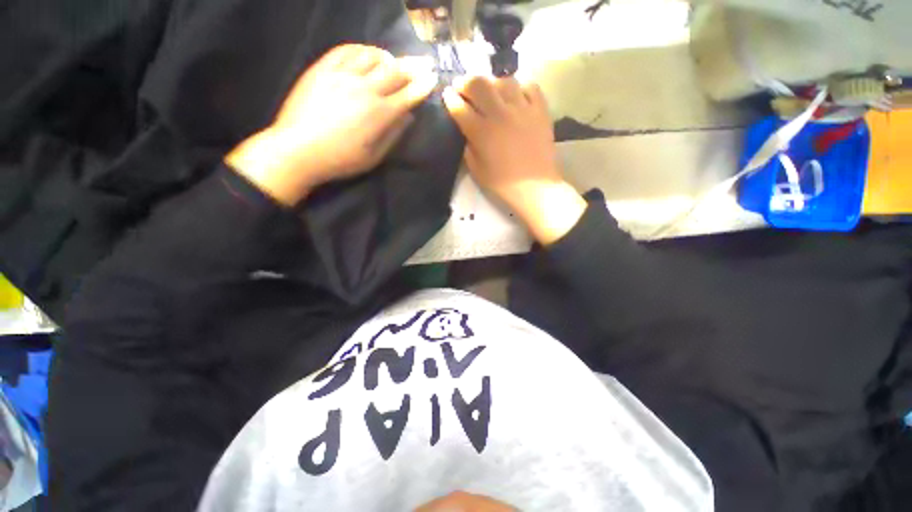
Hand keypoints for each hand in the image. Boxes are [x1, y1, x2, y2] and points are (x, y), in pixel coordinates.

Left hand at [227, 44, 437, 205]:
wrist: (298, 150)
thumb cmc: (341, 160)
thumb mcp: (374, 157)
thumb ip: (393, 135)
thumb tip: (408, 116)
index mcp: (379, 114)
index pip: (408, 95)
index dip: (423, 86)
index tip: (433, 78)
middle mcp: (364, 88)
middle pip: (394, 71)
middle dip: (413, 67)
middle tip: (424, 62)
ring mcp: (342, 75)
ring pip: (372, 56)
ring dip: (388, 57)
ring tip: (394, 61)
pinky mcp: (322, 68)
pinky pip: (345, 50)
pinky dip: (362, 49)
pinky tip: (368, 53)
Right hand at [443, 76, 585, 244]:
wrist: (535, 187)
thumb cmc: (503, 183)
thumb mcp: (477, 170)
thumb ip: (468, 147)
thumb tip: (467, 130)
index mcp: (482, 132)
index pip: (460, 107)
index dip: (450, 99)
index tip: (447, 95)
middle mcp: (500, 114)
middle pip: (479, 84)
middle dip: (465, 82)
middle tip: (462, 86)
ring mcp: (522, 109)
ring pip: (504, 80)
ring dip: (491, 82)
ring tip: (489, 90)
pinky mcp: (540, 110)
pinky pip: (530, 87)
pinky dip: (520, 88)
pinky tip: (515, 96)